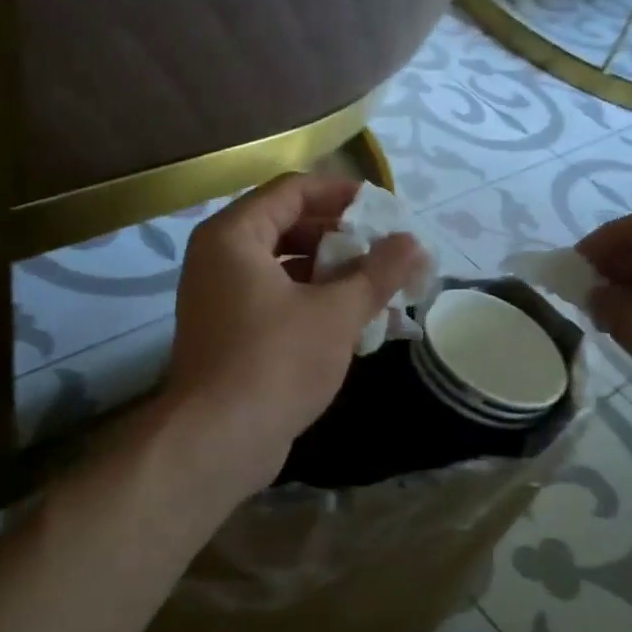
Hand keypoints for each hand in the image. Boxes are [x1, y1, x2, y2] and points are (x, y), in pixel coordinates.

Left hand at [162, 174, 428, 503]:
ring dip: (334, 277)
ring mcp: (221, 299)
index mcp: (234, 236)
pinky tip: (358, 325)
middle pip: (288, 228)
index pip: (292, 191)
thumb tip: (414, 243)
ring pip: (286, 270)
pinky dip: (315, 306)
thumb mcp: (336, 313)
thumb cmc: (275, 361)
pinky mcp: (230, 335)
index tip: (384, 209)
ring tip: (383, 290)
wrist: (218, 441)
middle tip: (387, 253)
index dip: (341, 194)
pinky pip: (278, 302)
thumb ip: (377, 273)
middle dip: (342, 240)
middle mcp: (219, 259)